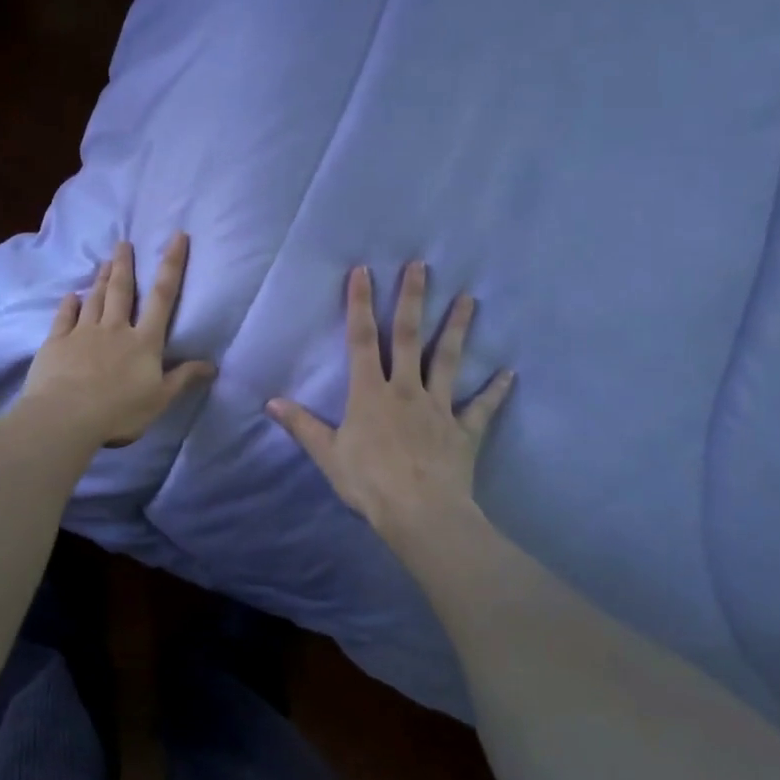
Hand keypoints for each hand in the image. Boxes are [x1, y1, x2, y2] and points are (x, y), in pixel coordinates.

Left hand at [19, 234, 216, 447]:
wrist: (65, 417)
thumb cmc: (119, 411)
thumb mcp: (159, 399)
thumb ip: (183, 378)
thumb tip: (212, 364)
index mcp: (143, 341)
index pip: (163, 298)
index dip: (172, 265)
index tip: (177, 237)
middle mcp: (115, 329)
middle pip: (122, 290)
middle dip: (125, 264)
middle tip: (123, 242)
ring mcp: (83, 332)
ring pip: (95, 299)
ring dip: (102, 279)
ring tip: (106, 261)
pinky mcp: (57, 342)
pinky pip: (65, 317)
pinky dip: (69, 304)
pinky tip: (72, 295)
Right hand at [268, 263, 513, 553]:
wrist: (421, 513)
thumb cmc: (369, 483)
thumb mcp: (327, 455)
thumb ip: (302, 425)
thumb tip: (270, 403)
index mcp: (370, 393)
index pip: (361, 339)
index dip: (359, 304)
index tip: (363, 271)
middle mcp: (406, 390)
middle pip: (408, 337)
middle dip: (412, 299)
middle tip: (421, 266)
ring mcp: (439, 407)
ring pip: (448, 360)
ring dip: (458, 328)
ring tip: (469, 298)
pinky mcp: (464, 430)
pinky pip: (482, 408)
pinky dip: (495, 391)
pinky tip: (509, 373)